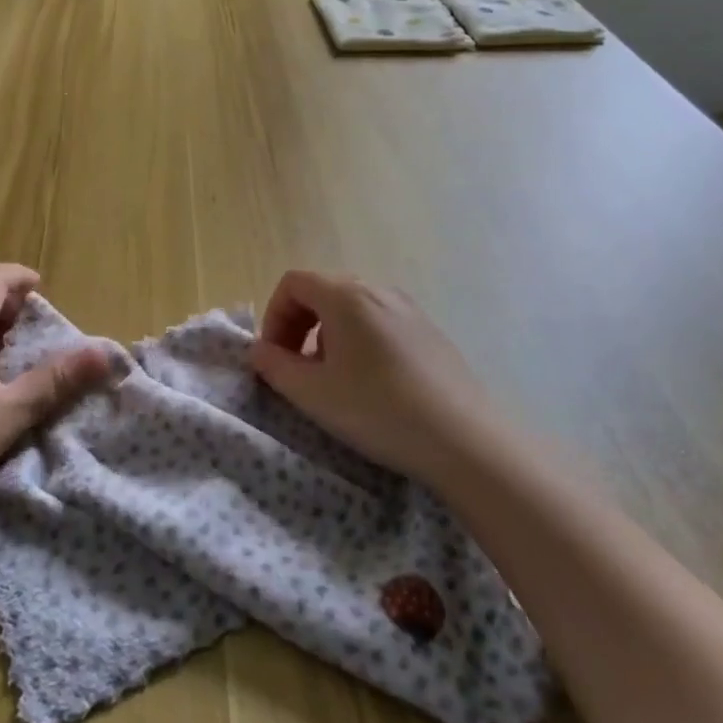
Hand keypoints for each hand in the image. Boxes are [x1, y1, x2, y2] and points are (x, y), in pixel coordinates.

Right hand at [249, 270, 508, 492]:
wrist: (464, 439)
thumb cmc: (378, 410)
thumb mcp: (313, 394)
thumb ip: (275, 366)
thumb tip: (258, 350)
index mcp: (346, 296)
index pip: (293, 283)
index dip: (273, 316)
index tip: (274, 357)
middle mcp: (379, 291)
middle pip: (322, 292)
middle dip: (298, 326)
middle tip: (296, 369)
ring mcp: (410, 310)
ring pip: (352, 309)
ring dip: (327, 336)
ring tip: (333, 380)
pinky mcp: (430, 333)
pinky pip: (380, 323)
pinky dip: (359, 342)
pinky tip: (371, 386)